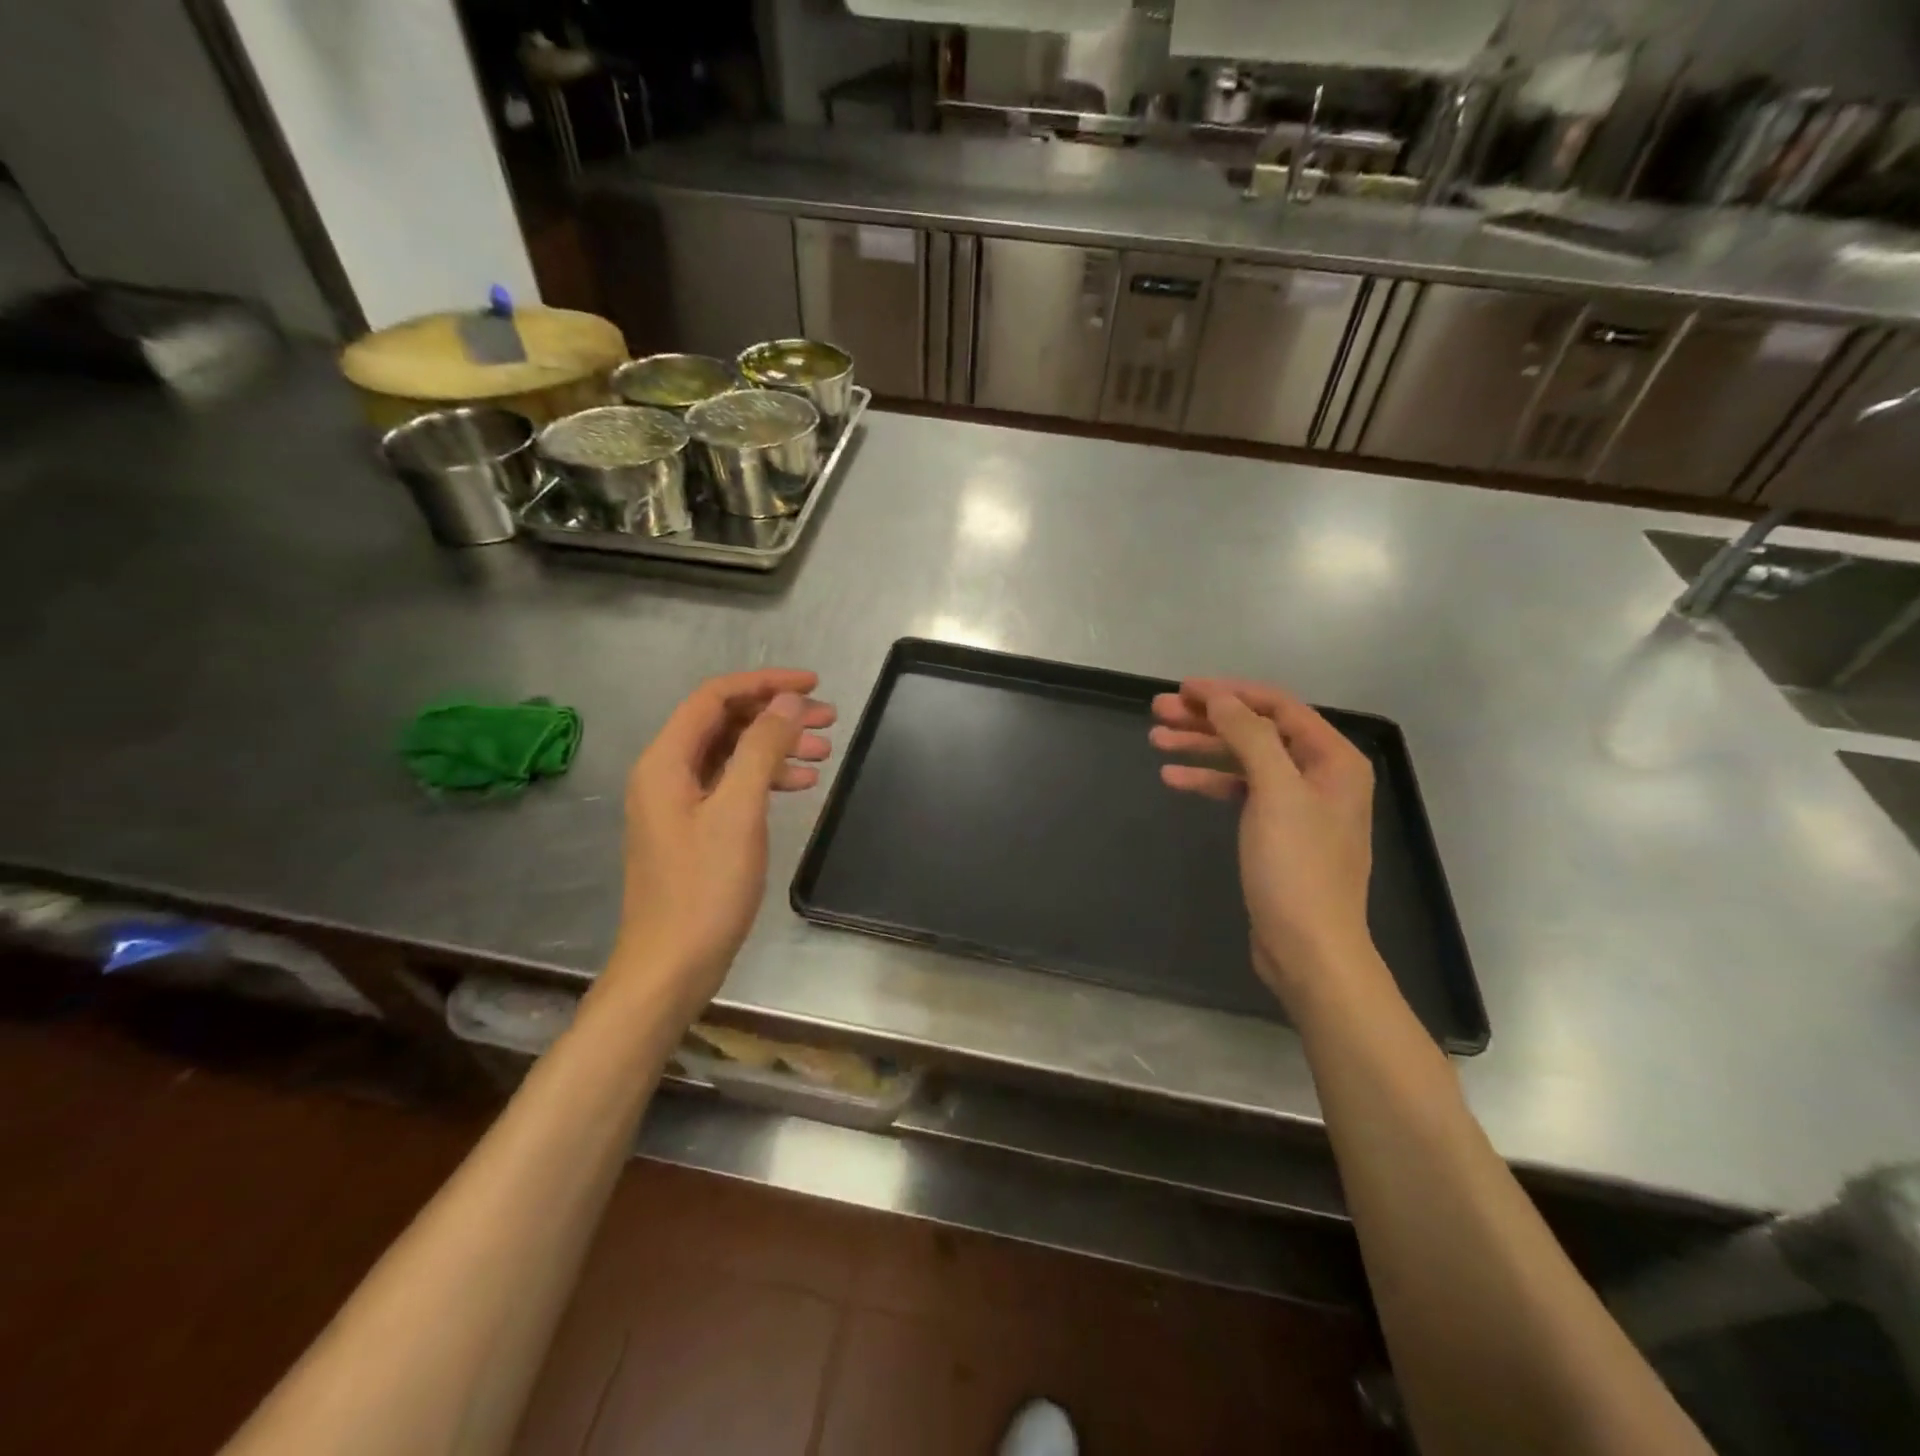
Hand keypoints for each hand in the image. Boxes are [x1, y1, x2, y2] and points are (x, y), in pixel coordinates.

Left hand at [610, 669, 834, 1019]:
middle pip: (724, 722)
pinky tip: (800, 785)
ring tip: (824, 753)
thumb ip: (762, 749)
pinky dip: (766, 778)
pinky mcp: (694, 829)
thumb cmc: (704, 888)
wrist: (671, 966)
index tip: (813, 686)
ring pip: (732, 754)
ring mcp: (678, 803)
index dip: (765, 683)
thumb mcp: (739, 812)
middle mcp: (666, 773)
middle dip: (776, 715)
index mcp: (665, 761)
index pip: (715, 697)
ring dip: (776, 747)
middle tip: (829, 719)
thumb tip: (788, 701)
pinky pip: (732, 785)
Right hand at [1151, 679, 1377, 1010]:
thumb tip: (1219, 697)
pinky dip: (1208, 781)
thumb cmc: (1296, 867)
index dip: (1228, 693)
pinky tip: (1174, 778)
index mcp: (1332, 759)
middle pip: (1256, 730)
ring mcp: (1297, 804)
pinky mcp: (1275, 831)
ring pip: (1243, 759)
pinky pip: (1239, 791)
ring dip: (1201, 747)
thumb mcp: (1275, 792)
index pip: (1277, 706)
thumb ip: (1249, 736)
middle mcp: (1318, 774)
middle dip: (1208, 718)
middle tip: (1159, 711)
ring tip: (1156, 739)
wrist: (1308, 948)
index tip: (1183, 688)